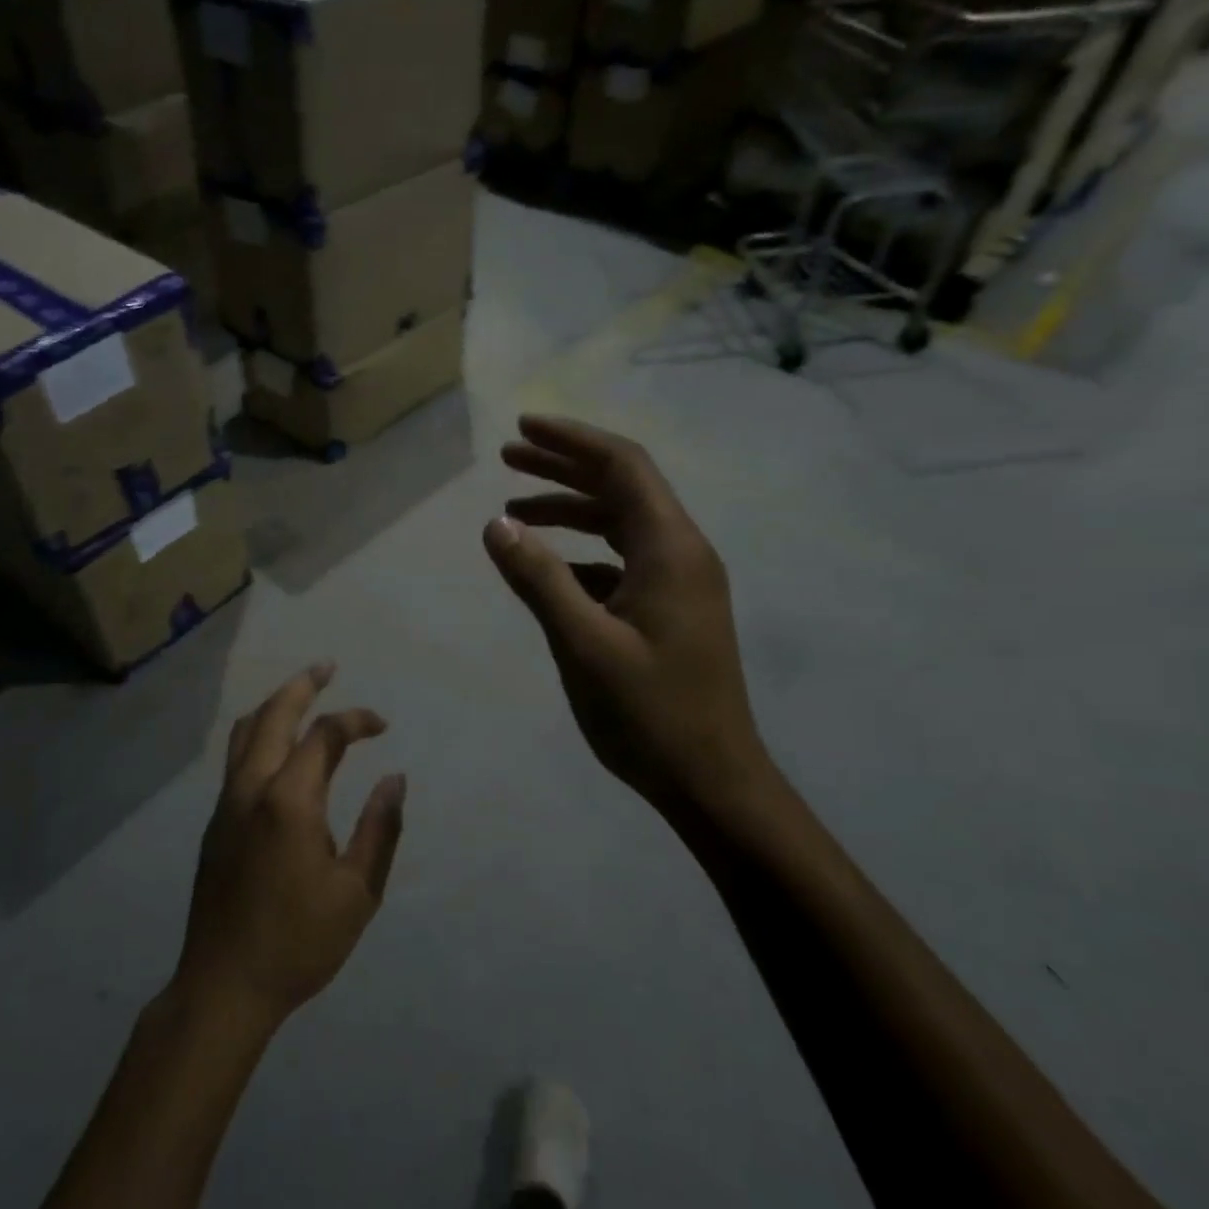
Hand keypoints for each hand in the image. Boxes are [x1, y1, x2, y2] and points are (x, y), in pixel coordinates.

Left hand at [175, 664, 406, 1028]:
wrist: (224, 986)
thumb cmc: (299, 942)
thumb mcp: (357, 892)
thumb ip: (380, 829)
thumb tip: (395, 779)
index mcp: (290, 800)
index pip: (324, 735)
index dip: (356, 720)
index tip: (382, 725)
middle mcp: (252, 788)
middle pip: (273, 715)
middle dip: (303, 684)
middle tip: (327, 666)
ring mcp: (226, 803)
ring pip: (245, 732)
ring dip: (274, 705)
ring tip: (300, 694)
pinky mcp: (215, 822)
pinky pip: (236, 758)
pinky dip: (258, 734)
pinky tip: (277, 748)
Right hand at [484, 415, 778, 843]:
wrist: (712, 780)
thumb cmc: (649, 712)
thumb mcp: (583, 643)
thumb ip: (539, 579)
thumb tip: (496, 526)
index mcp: (670, 548)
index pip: (623, 467)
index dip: (571, 441)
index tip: (522, 428)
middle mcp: (681, 553)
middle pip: (621, 488)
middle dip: (563, 469)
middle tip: (507, 459)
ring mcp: (679, 583)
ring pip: (620, 525)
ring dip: (569, 511)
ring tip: (513, 511)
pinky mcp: (670, 611)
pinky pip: (622, 561)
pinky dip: (582, 553)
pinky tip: (547, 569)